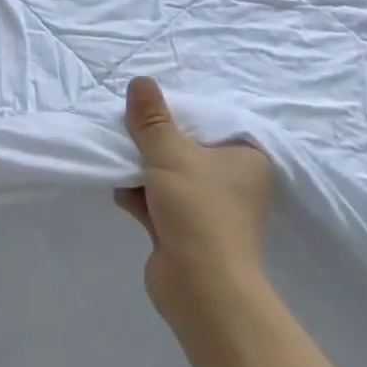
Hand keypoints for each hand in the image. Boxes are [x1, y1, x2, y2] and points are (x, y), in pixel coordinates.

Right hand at [113, 76, 273, 325]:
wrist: (201, 286)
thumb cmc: (198, 211)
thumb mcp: (170, 154)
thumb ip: (151, 119)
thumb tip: (140, 80)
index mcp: (246, 158)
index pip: (209, 122)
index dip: (176, 115)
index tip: (146, 111)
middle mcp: (233, 182)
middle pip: (184, 148)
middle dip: (151, 145)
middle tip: (126, 135)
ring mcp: (209, 209)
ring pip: (167, 176)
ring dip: (141, 172)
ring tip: (120, 166)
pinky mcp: (187, 232)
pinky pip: (158, 202)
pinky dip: (140, 198)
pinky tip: (123, 196)